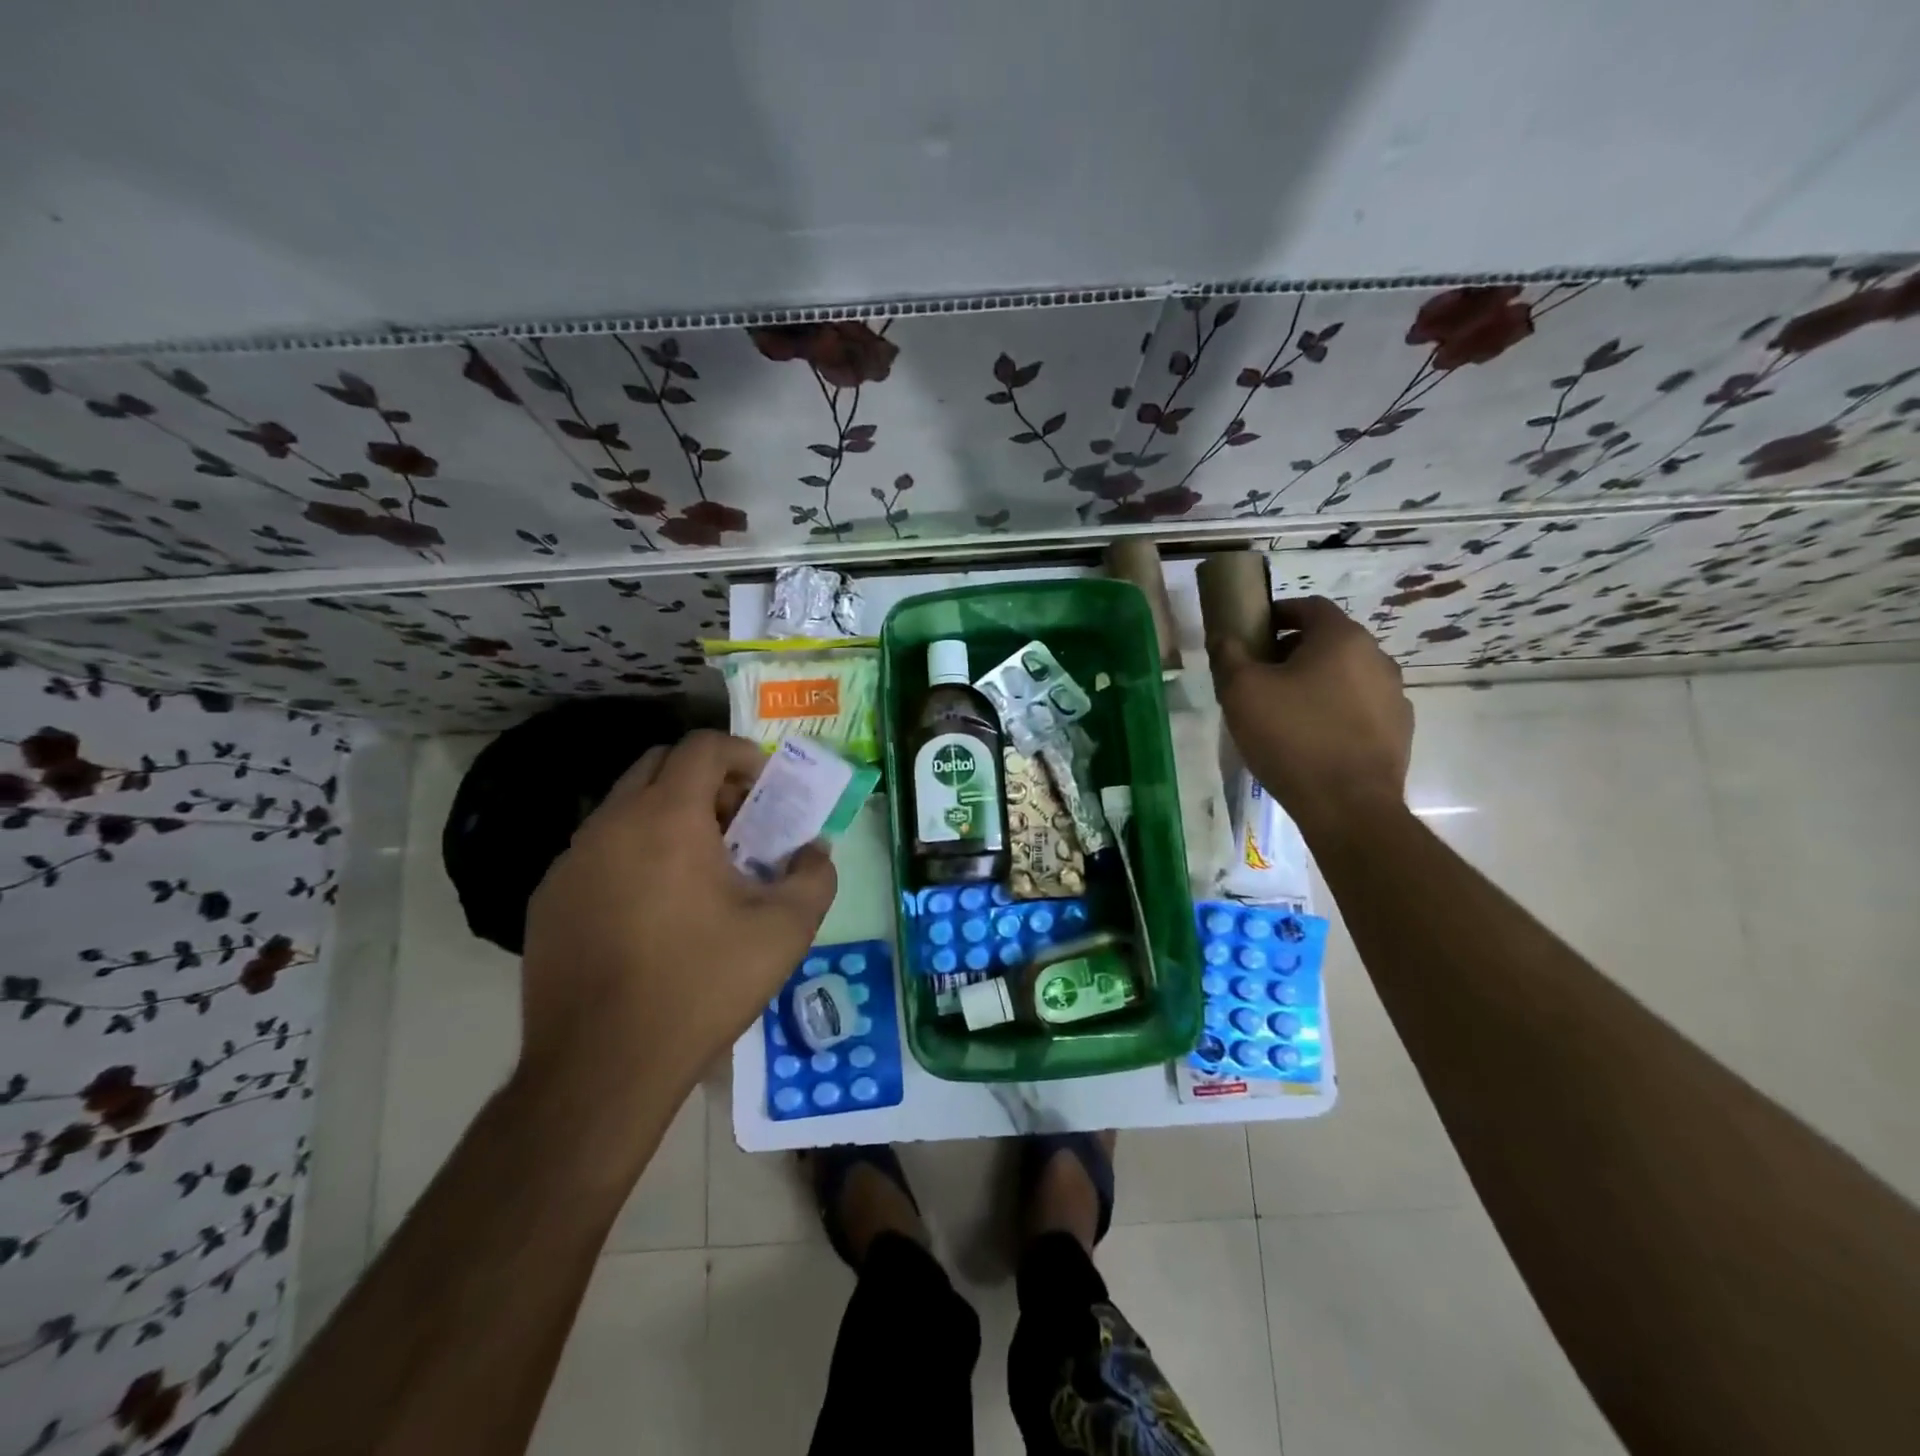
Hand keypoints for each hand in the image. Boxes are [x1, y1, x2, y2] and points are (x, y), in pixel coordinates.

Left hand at [517, 730, 836, 1112]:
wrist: (603, 1067)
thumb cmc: (702, 985)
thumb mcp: (785, 931)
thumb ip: (814, 876)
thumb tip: (814, 852)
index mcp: (667, 818)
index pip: (702, 746)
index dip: (742, 754)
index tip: (766, 789)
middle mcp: (611, 824)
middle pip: (659, 765)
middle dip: (705, 779)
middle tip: (738, 823)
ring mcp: (570, 861)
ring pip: (625, 807)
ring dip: (668, 815)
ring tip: (700, 867)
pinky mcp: (548, 899)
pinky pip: (599, 850)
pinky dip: (634, 851)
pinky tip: (654, 908)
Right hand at [1210, 595, 1413, 837]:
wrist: (1348, 806)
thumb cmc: (1291, 738)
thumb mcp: (1241, 692)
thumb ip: (1228, 655)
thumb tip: (1223, 636)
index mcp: (1342, 638)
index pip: (1310, 607)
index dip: (1279, 614)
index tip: (1254, 633)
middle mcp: (1377, 658)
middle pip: (1329, 641)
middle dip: (1294, 652)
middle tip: (1261, 677)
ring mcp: (1395, 696)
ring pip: (1346, 676)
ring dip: (1317, 683)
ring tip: (1286, 712)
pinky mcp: (1399, 730)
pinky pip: (1361, 708)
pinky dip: (1336, 712)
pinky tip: (1313, 739)